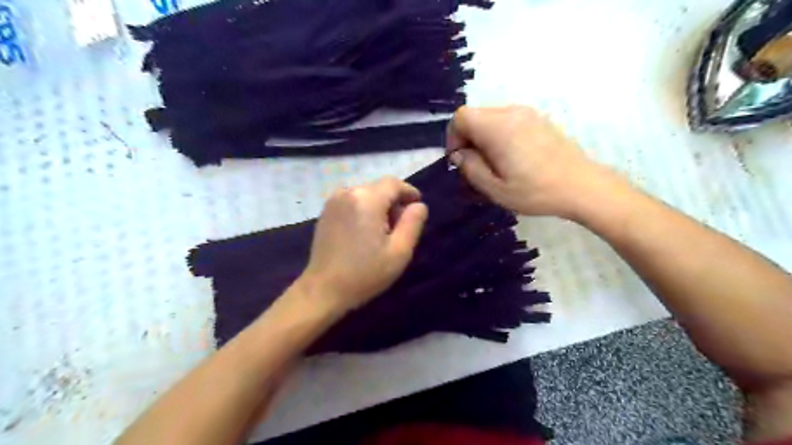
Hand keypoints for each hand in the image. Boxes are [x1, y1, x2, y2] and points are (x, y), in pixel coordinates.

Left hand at [295, 177, 426, 311]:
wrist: (324, 290)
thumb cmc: (365, 273)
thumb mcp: (399, 252)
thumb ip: (413, 223)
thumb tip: (419, 205)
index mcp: (367, 200)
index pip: (394, 183)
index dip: (409, 192)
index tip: (417, 206)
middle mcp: (348, 192)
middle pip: (379, 188)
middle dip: (393, 202)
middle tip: (400, 227)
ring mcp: (333, 201)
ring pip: (365, 194)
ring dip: (378, 206)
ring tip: (382, 231)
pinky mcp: (325, 212)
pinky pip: (352, 201)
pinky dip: (363, 209)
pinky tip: (364, 232)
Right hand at [445, 106, 625, 219]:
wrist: (582, 186)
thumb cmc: (535, 191)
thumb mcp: (495, 189)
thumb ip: (470, 168)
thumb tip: (459, 154)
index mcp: (497, 127)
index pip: (460, 117)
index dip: (453, 137)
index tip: (460, 160)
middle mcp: (511, 112)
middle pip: (475, 115)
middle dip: (468, 138)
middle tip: (476, 165)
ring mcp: (527, 113)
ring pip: (490, 117)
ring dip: (483, 137)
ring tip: (494, 163)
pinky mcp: (538, 119)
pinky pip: (507, 120)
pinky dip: (499, 134)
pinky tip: (512, 157)